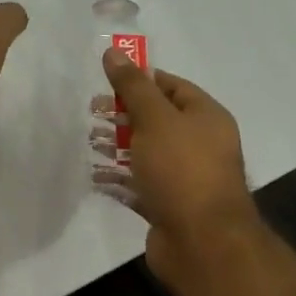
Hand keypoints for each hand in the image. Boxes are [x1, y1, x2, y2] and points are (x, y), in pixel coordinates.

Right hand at [98, 52, 259, 280]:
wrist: (203, 243)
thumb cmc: (182, 170)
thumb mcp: (155, 119)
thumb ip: (133, 87)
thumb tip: (113, 52)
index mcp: (206, 117)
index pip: (172, 86)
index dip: (140, 80)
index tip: (107, 82)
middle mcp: (200, 144)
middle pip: (157, 120)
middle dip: (124, 115)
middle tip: (92, 113)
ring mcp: (185, 178)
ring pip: (147, 153)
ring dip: (118, 147)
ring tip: (89, 143)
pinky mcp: (169, 207)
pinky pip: (141, 186)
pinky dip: (120, 180)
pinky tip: (96, 177)